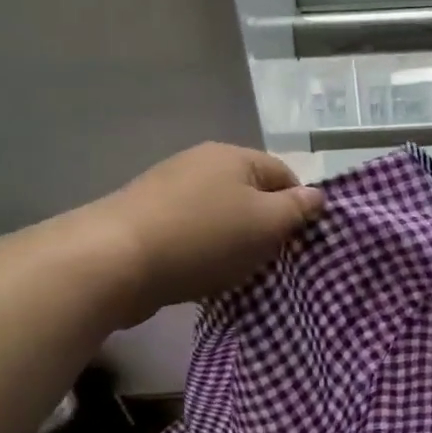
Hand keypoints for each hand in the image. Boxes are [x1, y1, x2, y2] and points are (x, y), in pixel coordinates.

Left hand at [100, 143, 324, 323]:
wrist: (114, 261)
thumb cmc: (204, 238)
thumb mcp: (267, 224)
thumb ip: (297, 209)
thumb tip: (317, 195)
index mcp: (234, 156)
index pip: (285, 174)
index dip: (299, 207)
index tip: (299, 243)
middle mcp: (200, 163)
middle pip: (251, 195)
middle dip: (265, 228)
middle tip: (271, 262)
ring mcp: (168, 189)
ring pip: (221, 216)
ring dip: (234, 244)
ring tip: (236, 274)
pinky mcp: (145, 218)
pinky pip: (191, 233)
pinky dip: (203, 253)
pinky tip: (201, 276)